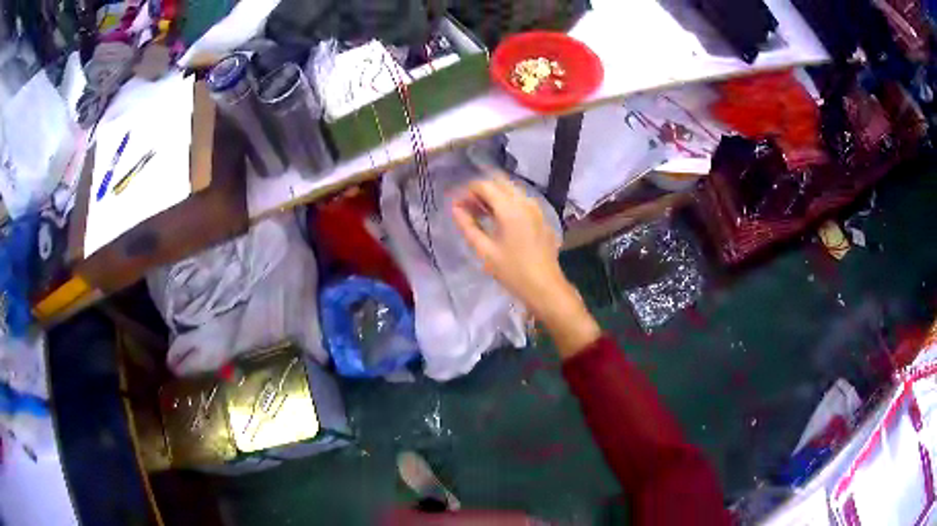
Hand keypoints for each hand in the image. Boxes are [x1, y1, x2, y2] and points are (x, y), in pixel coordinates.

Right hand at [451, 174, 600, 357]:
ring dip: (494, 197)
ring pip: (511, 191)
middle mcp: (525, 202)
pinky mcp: (542, 218)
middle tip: (468, 209)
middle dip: (481, 191)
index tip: (457, 206)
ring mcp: (536, 209)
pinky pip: (521, 201)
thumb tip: (455, 209)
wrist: (545, 287)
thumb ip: (468, 226)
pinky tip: (499, 222)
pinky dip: (507, 204)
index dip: (467, 192)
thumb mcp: (485, 251)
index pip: (484, 185)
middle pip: (499, 183)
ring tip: (481, 216)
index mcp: (510, 208)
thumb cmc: (513, 272)